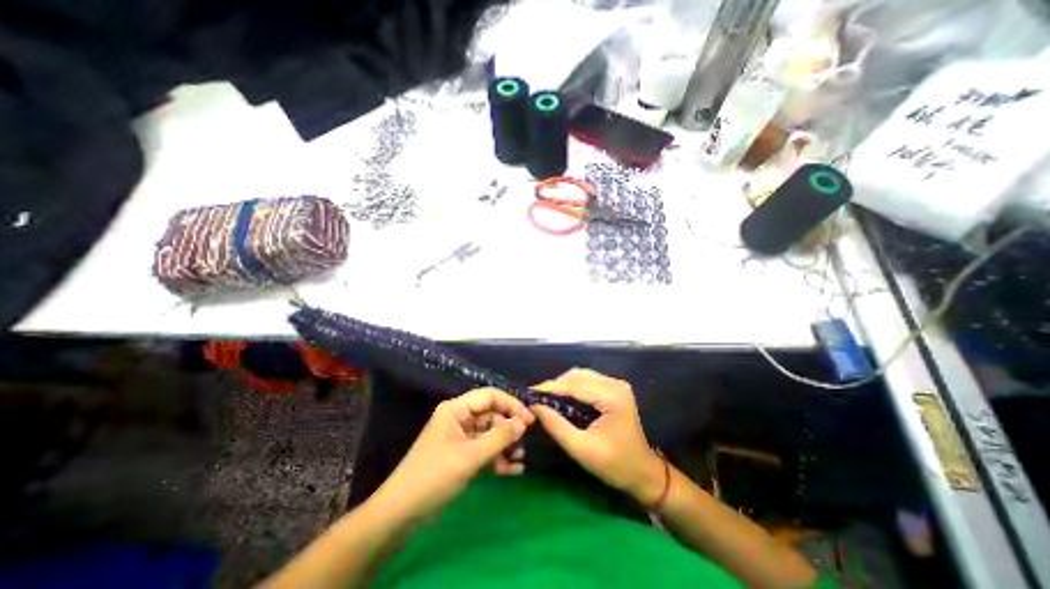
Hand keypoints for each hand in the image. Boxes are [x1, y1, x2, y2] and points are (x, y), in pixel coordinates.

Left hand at [374, 390, 534, 519]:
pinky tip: (514, 470)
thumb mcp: (470, 456)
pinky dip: (499, 459)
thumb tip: (523, 422)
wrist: (401, 515)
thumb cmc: (434, 476)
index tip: (529, 419)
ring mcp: (462, 438)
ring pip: (491, 434)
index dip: (510, 404)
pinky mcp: (463, 456)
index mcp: (456, 409)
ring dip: (506, 445)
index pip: (489, 396)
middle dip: (509, 429)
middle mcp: (460, 419)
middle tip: (525, 442)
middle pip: (492, 415)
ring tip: (520, 459)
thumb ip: (499, 437)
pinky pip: (486, 451)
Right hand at [533, 371, 663, 503]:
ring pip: (582, 375)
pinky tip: (563, 398)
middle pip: (577, 376)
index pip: (574, 385)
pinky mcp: (615, 389)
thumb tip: (535, 407)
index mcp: (611, 397)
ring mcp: (617, 385)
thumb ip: (556, 426)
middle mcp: (615, 384)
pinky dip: (573, 387)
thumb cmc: (615, 465)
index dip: (550, 388)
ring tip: (547, 398)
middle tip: (537, 398)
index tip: (529, 393)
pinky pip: (588, 380)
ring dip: (563, 384)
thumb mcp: (581, 449)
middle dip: (555, 385)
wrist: (643, 472)